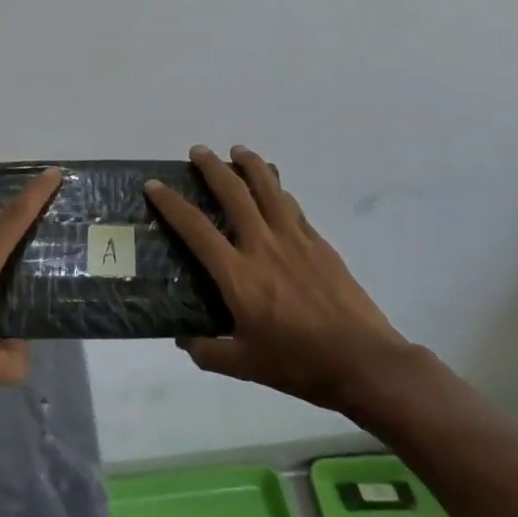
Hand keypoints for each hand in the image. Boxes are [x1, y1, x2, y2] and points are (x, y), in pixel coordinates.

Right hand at [145, 145, 414, 412]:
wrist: (362, 361)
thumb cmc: (299, 364)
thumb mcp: (245, 365)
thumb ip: (209, 352)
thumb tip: (184, 339)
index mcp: (238, 275)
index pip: (196, 229)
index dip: (172, 204)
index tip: (155, 185)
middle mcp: (263, 246)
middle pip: (234, 193)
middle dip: (212, 167)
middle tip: (198, 151)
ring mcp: (295, 240)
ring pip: (269, 189)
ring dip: (250, 165)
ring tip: (238, 150)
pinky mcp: (320, 244)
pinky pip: (293, 207)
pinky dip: (279, 191)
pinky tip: (275, 189)